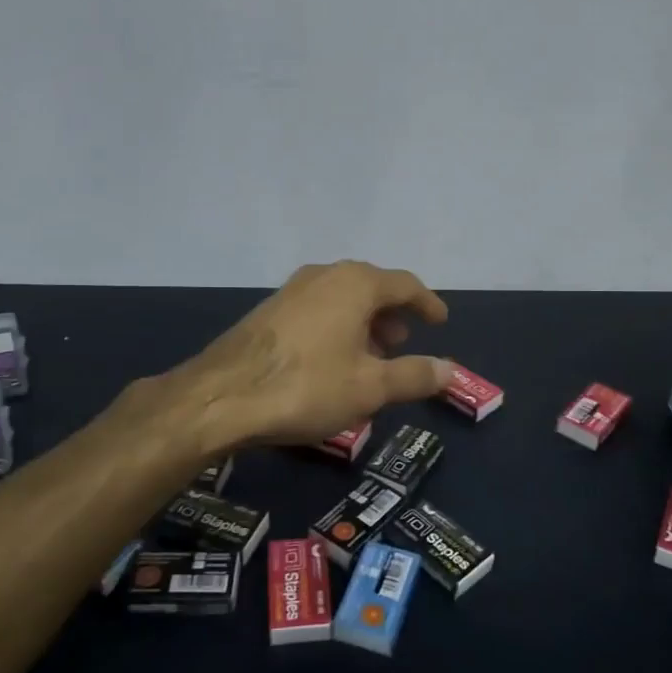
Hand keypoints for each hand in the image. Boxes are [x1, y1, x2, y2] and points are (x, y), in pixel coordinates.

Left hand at [167, 260, 453, 449]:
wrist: (221, 397)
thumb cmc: (307, 387)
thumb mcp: (370, 388)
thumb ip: (414, 375)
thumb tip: (451, 369)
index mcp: (355, 284)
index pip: (405, 284)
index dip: (427, 303)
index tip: (440, 321)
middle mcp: (324, 275)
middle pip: (371, 287)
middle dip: (392, 314)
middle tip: (403, 342)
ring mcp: (291, 291)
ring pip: (341, 299)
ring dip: (363, 323)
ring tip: (371, 356)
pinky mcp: (268, 311)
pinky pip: (317, 310)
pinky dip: (336, 327)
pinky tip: (331, 361)